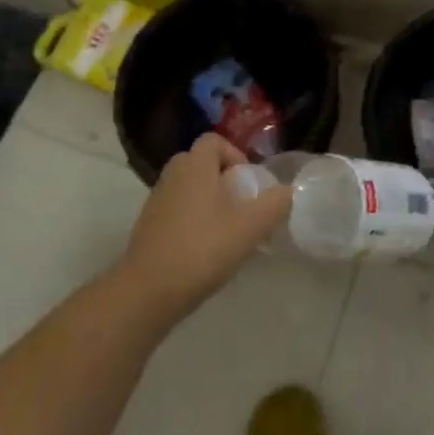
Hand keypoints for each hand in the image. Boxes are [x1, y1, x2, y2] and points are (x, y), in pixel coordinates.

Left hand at [117, 135, 291, 321]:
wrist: (146, 293)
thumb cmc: (202, 249)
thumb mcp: (250, 227)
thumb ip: (275, 204)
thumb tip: (287, 191)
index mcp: (194, 166)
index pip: (214, 141)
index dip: (235, 155)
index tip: (248, 182)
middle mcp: (172, 175)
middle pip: (201, 163)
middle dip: (223, 179)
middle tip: (241, 205)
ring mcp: (155, 201)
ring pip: (188, 188)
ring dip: (208, 201)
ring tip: (227, 230)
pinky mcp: (147, 228)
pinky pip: (176, 210)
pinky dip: (192, 220)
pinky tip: (204, 250)